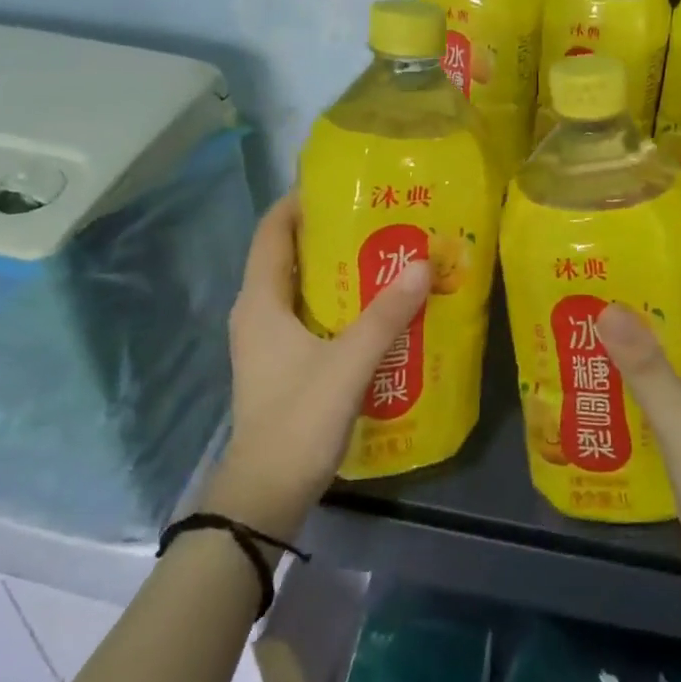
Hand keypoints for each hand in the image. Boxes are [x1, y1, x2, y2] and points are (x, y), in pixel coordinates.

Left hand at [204, 193, 430, 540]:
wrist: (264, 498)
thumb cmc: (297, 420)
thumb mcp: (347, 363)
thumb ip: (386, 315)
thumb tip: (422, 263)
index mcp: (260, 301)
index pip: (273, 231)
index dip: (300, 201)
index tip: (343, 184)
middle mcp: (258, 313)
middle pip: (290, 255)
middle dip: (330, 233)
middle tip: (379, 218)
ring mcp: (268, 341)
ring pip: (302, 288)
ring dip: (337, 270)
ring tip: (386, 254)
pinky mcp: (283, 364)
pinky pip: (310, 316)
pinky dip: (338, 303)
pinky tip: (377, 308)